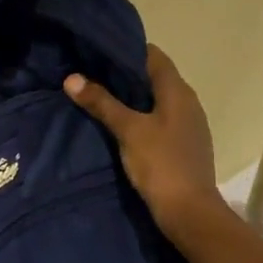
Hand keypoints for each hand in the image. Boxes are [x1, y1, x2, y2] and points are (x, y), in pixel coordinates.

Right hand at [64, 44, 231, 247]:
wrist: (189, 212)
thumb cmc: (161, 164)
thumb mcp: (128, 130)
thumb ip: (102, 103)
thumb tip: (72, 78)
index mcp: (178, 92)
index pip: (154, 56)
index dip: (128, 50)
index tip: (99, 51)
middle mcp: (187, 103)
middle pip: (154, 78)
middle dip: (125, 75)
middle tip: (90, 73)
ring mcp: (188, 126)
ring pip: (156, 101)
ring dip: (132, 98)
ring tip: (99, 97)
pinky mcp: (182, 145)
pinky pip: (159, 120)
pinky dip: (140, 117)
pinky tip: (119, 126)